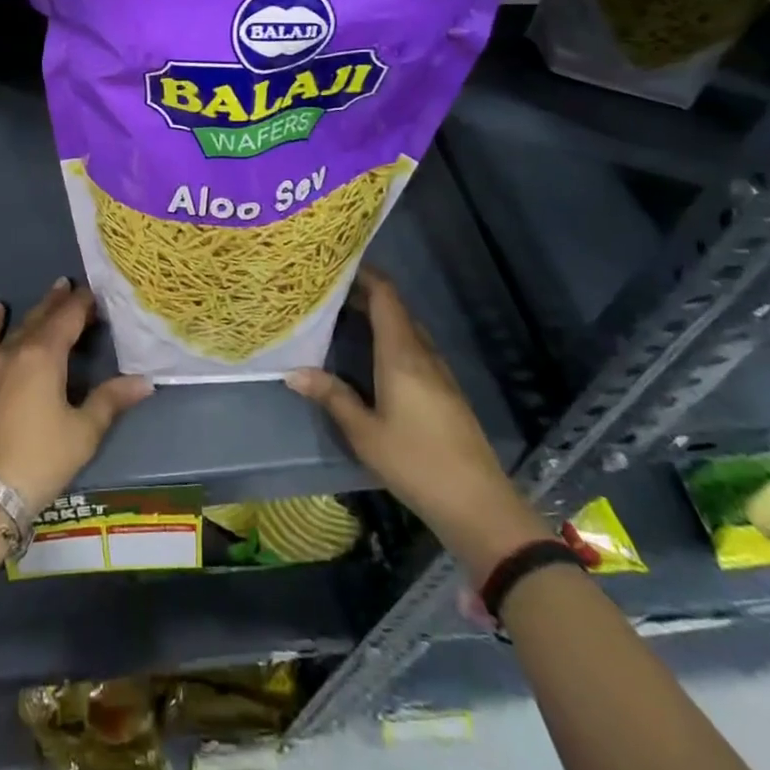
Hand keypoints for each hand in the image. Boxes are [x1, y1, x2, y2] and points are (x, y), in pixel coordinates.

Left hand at [0, 278, 154, 515]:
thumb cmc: (39, 460)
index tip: (97, 295)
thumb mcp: (83, 432)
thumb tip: (145, 381)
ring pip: (15, 328)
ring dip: (34, 311)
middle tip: (72, 287)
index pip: (69, 318)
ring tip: (49, 294)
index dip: (84, 304)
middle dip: (60, 302)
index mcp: (45, 356)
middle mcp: (15, 350)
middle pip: (42, 318)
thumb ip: (110, 400)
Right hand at [285, 269, 549, 576]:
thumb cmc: (416, 462)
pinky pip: (414, 348)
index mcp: (402, 353)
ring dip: (378, 317)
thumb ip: (332, 397)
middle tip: (327, 292)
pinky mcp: (445, 391)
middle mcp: (422, 353)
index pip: (386, 296)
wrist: (478, 504)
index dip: (364, 274)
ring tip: (342, 317)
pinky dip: (390, 338)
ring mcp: (438, 372)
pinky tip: (371, 356)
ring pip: (405, 329)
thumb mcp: (364, 433)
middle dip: (364, 294)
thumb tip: (292, 372)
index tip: (337, 264)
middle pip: (395, 309)